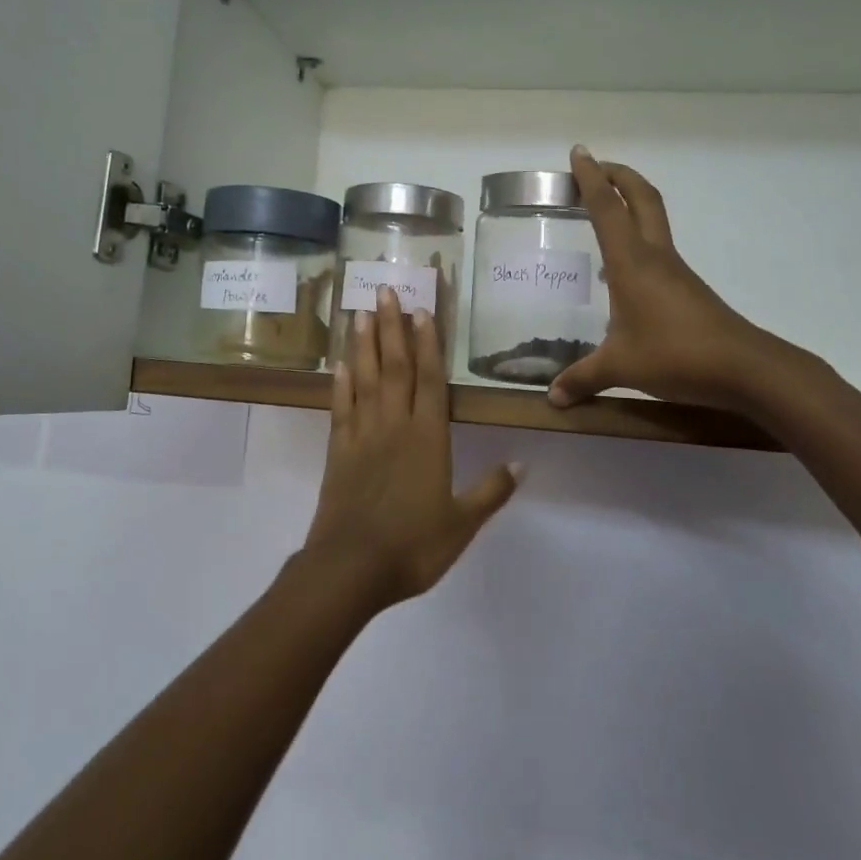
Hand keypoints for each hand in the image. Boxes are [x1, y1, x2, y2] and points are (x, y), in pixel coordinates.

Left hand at [304, 286, 521, 608]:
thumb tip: (522, 464)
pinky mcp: (338, 451)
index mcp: (427, 439)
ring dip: (364, 344)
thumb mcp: (461, 523)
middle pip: (395, 367)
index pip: (430, 380)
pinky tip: (341, 363)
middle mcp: (394, 426)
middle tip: (386, 290)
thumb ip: (490, 491)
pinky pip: (341, 407)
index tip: (423, 310)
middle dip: (392, 327)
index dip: (428, 344)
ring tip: (361, 311)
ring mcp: (363, 435)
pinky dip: (341, 382)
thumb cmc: (413, 546)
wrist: (350, 569)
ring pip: (365, 379)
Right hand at [549, 146, 821, 411]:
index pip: (606, 208)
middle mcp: (655, 256)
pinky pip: (657, 250)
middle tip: (595, 166)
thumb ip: (583, 379)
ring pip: (653, 220)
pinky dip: (637, 240)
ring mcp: (675, 271)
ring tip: (603, 212)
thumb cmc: (676, 356)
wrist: (745, 368)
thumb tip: (552, 398)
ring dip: (630, 204)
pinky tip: (622, 271)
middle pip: (641, 198)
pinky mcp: (687, 289)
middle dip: (618, 175)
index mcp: (632, 263)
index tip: (579, 152)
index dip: (591, 178)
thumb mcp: (621, 367)